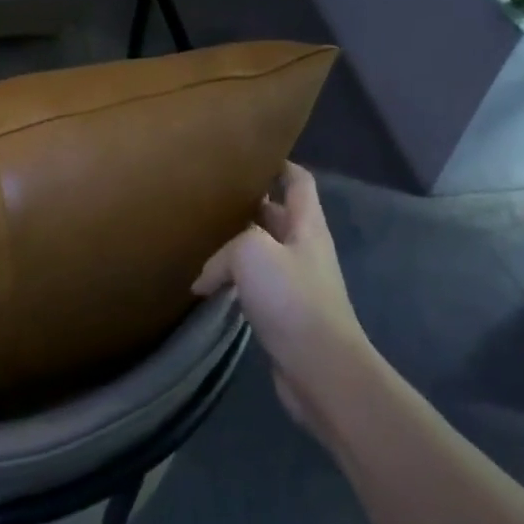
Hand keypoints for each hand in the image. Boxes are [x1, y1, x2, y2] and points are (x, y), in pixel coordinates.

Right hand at [193, 162, 371, 431]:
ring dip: (237, 243)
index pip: (298, 181)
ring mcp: (296, 282)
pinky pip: (255, 284)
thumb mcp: (252, 253)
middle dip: (248, 203)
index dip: (279, 163)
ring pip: (263, 251)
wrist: (321, 369)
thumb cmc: (292, 300)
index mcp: (307, 226)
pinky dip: (234, 280)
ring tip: (201, 235)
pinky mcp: (284, 313)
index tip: (248, 154)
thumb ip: (226, 249)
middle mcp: (304, 249)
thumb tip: (206, 277)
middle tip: (209, 194)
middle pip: (277, 215)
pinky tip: (209, 285)